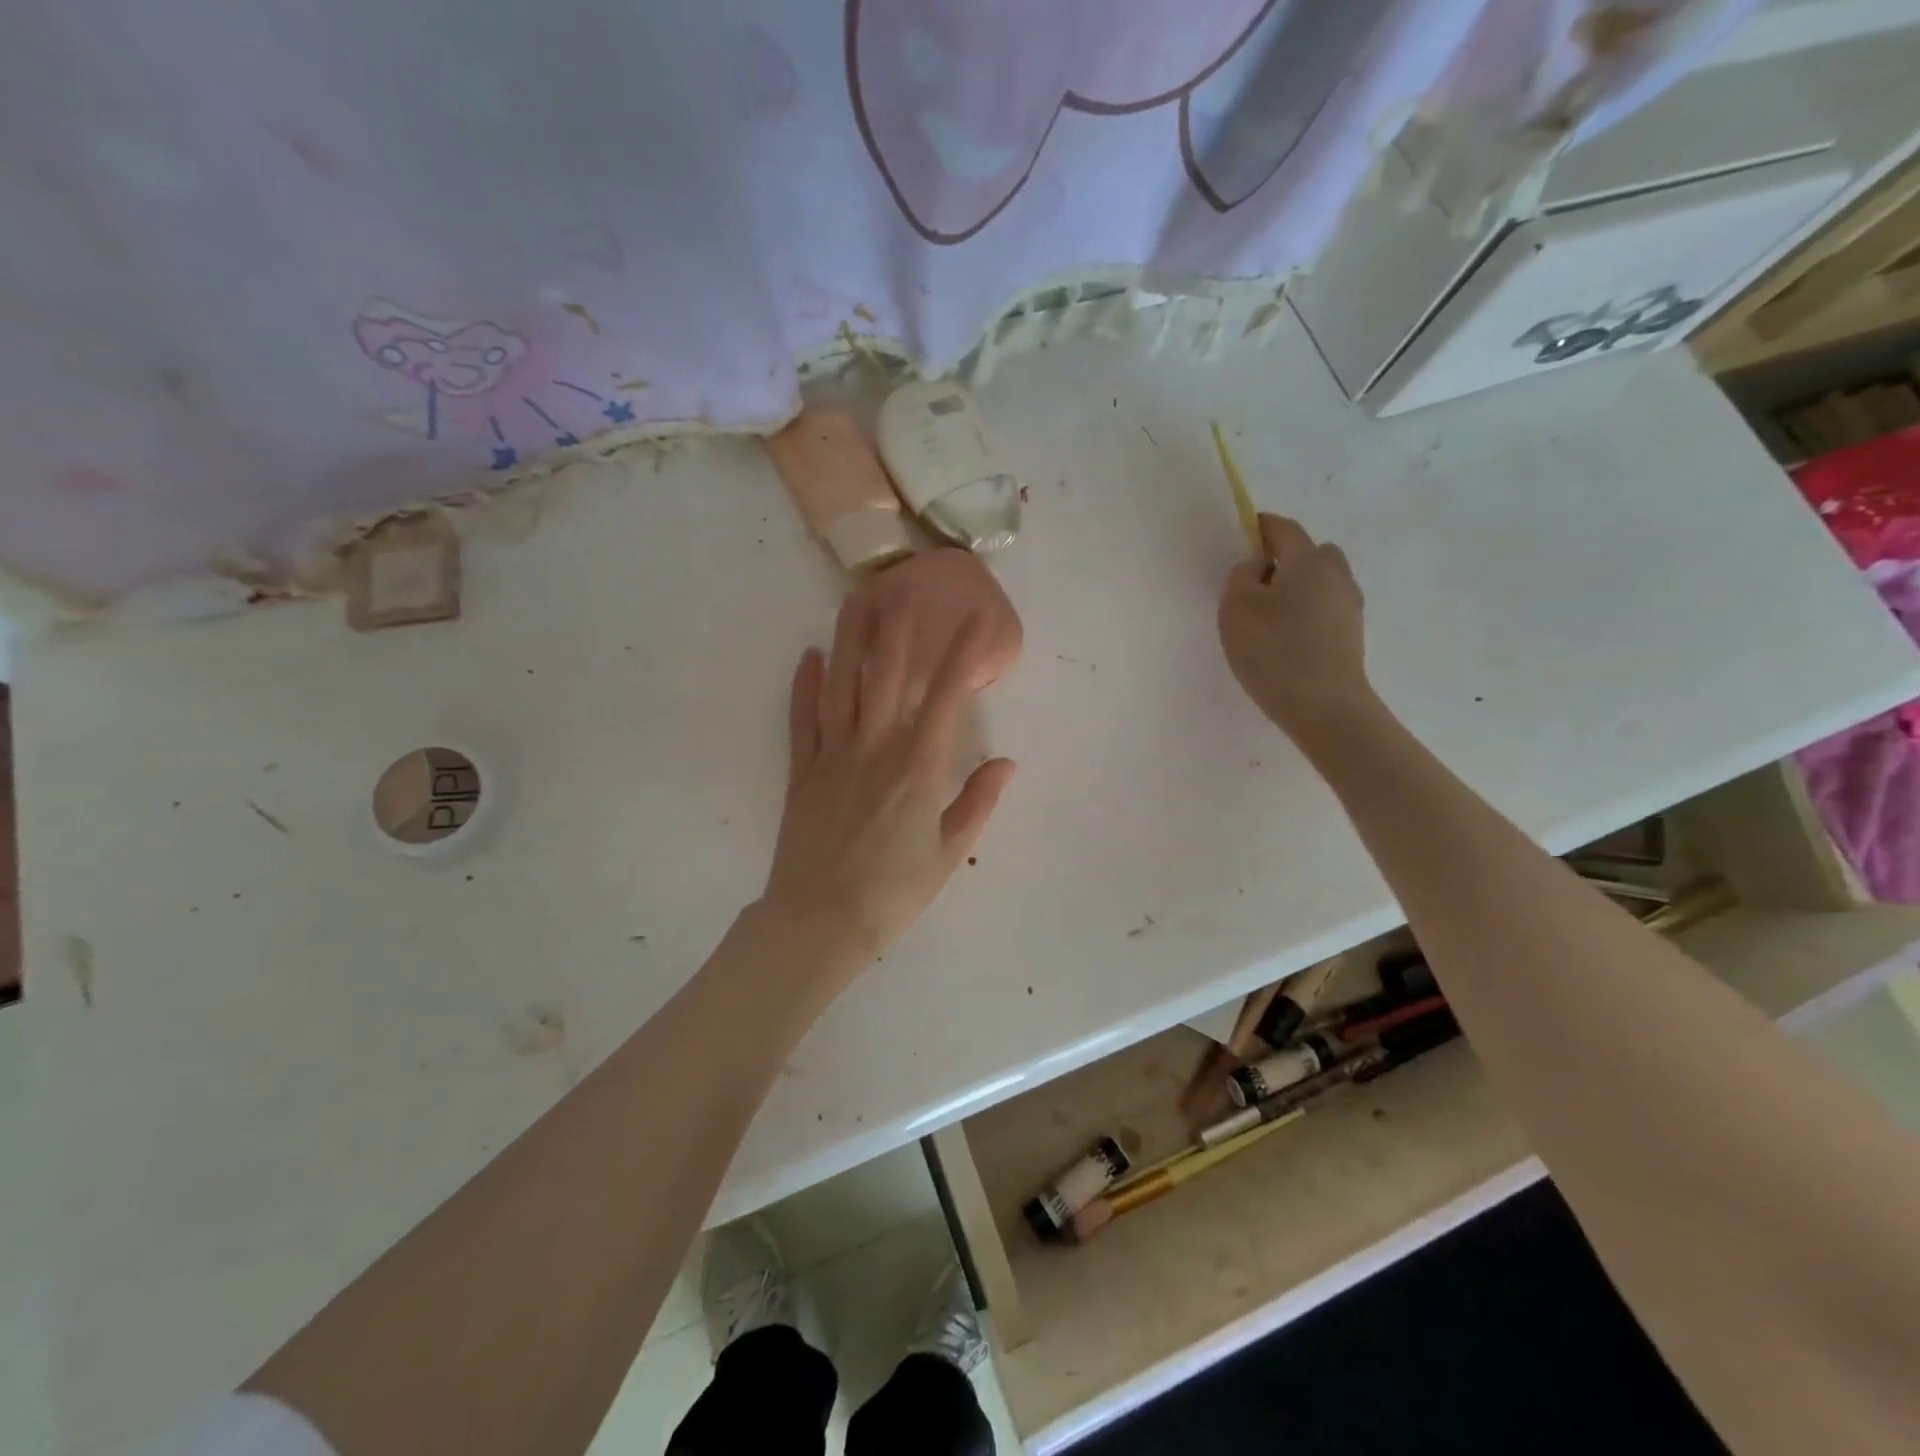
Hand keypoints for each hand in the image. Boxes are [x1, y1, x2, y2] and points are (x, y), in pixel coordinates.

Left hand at [760, 594, 1017, 973]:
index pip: (946, 698)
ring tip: (856, 599)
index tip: (976, 620)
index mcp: (918, 768)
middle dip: (900, 627)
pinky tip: (811, 655)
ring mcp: (833, 755)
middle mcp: (875, 748)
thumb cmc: (894, 892)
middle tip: (905, 585)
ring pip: (842, 685)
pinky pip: (803, 717)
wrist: (820, 922)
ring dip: (850, 639)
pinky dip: (805, 684)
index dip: (963, 655)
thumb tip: (1006, 761)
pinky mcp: (802, 770)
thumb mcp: (949, 854)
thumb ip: (978, 802)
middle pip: (887, 675)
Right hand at [1217, 512, 1372, 747]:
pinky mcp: (1351, 634)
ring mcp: (1349, 605)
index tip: (1240, 536)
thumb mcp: (1237, 608)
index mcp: (1308, 560)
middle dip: (1283, 558)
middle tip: (1254, 583)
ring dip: (1297, 587)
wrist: (1325, 707)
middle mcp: (1336, 574)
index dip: (1260, 527)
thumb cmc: (1274, 651)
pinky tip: (1287, 638)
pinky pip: (1324, 608)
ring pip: (1319, 582)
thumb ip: (1241, 576)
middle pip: (1309, 552)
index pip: (1283, 529)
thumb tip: (1256, 565)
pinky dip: (1306, 612)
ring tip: (1269, 616)